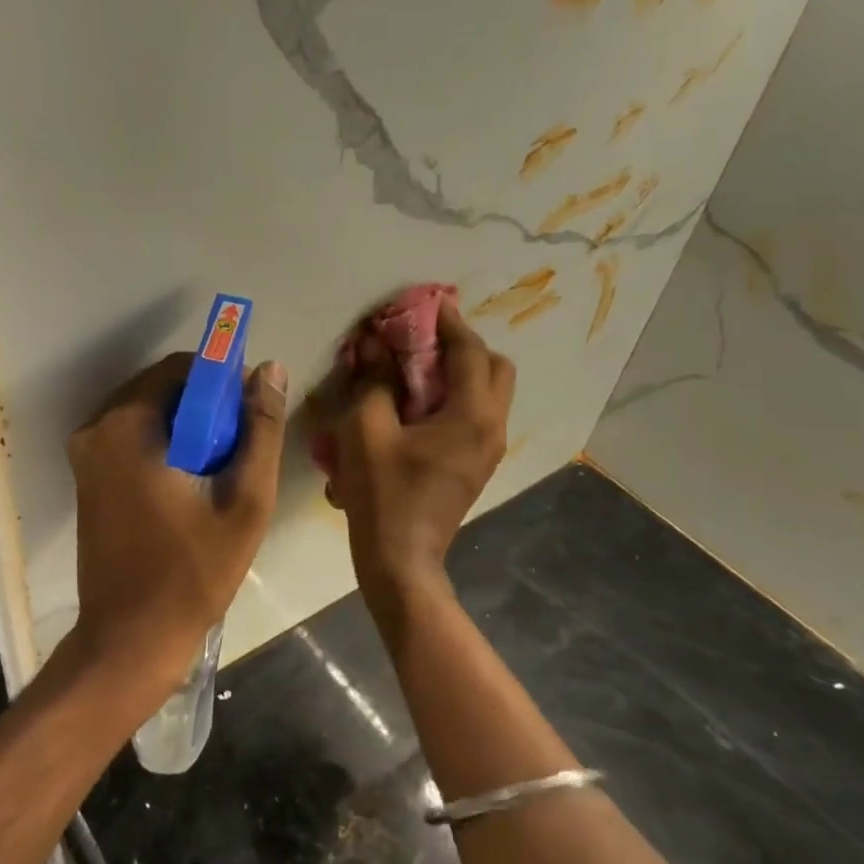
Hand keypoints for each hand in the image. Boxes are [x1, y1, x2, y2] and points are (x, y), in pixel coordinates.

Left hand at [66, 353, 287, 695]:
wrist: (130, 639)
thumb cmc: (193, 572)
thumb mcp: (245, 501)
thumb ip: (261, 430)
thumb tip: (269, 369)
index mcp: (127, 426)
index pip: (183, 368)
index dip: (224, 381)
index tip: (251, 414)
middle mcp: (95, 429)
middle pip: (162, 389)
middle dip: (206, 407)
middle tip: (240, 448)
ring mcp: (85, 455)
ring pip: (149, 414)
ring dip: (188, 428)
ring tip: (220, 470)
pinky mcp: (86, 478)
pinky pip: (132, 438)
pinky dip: (165, 446)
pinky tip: (190, 484)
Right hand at [325, 301, 513, 602]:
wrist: (401, 560)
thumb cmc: (382, 493)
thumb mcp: (367, 429)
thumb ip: (373, 380)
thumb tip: (373, 343)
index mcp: (472, 414)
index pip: (469, 350)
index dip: (448, 322)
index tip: (427, 303)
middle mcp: (491, 427)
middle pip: (495, 368)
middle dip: (464, 346)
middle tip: (424, 342)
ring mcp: (488, 450)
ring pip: (489, 393)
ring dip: (461, 372)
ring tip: (418, 370)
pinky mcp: (476, 466)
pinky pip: (477, 416)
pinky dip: (456, 398)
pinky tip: (418, 406)